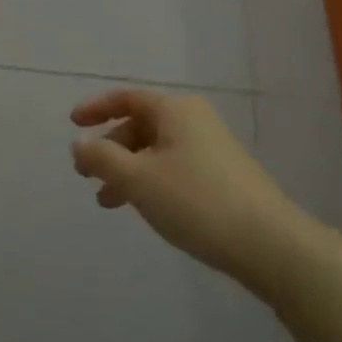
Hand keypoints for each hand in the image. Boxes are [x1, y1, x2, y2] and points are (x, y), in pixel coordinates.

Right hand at [69, 90, 295, 277]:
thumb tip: (79, 142)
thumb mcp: (138, 179)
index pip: (127, 97)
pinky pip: (173, 167)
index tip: (72, 123)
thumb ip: (102, 158)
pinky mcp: (222, 176)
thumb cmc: (196, 201)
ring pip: (155, 150)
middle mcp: (194, 121)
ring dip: (127, 170)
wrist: (269, 244)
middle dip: (110, 148)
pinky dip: (149, 180)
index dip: (96, 108)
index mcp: (174, 110)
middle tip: (87, 174)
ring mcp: (211, 148)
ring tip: (107, 202)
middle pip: (140, 125)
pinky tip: (143, 207)